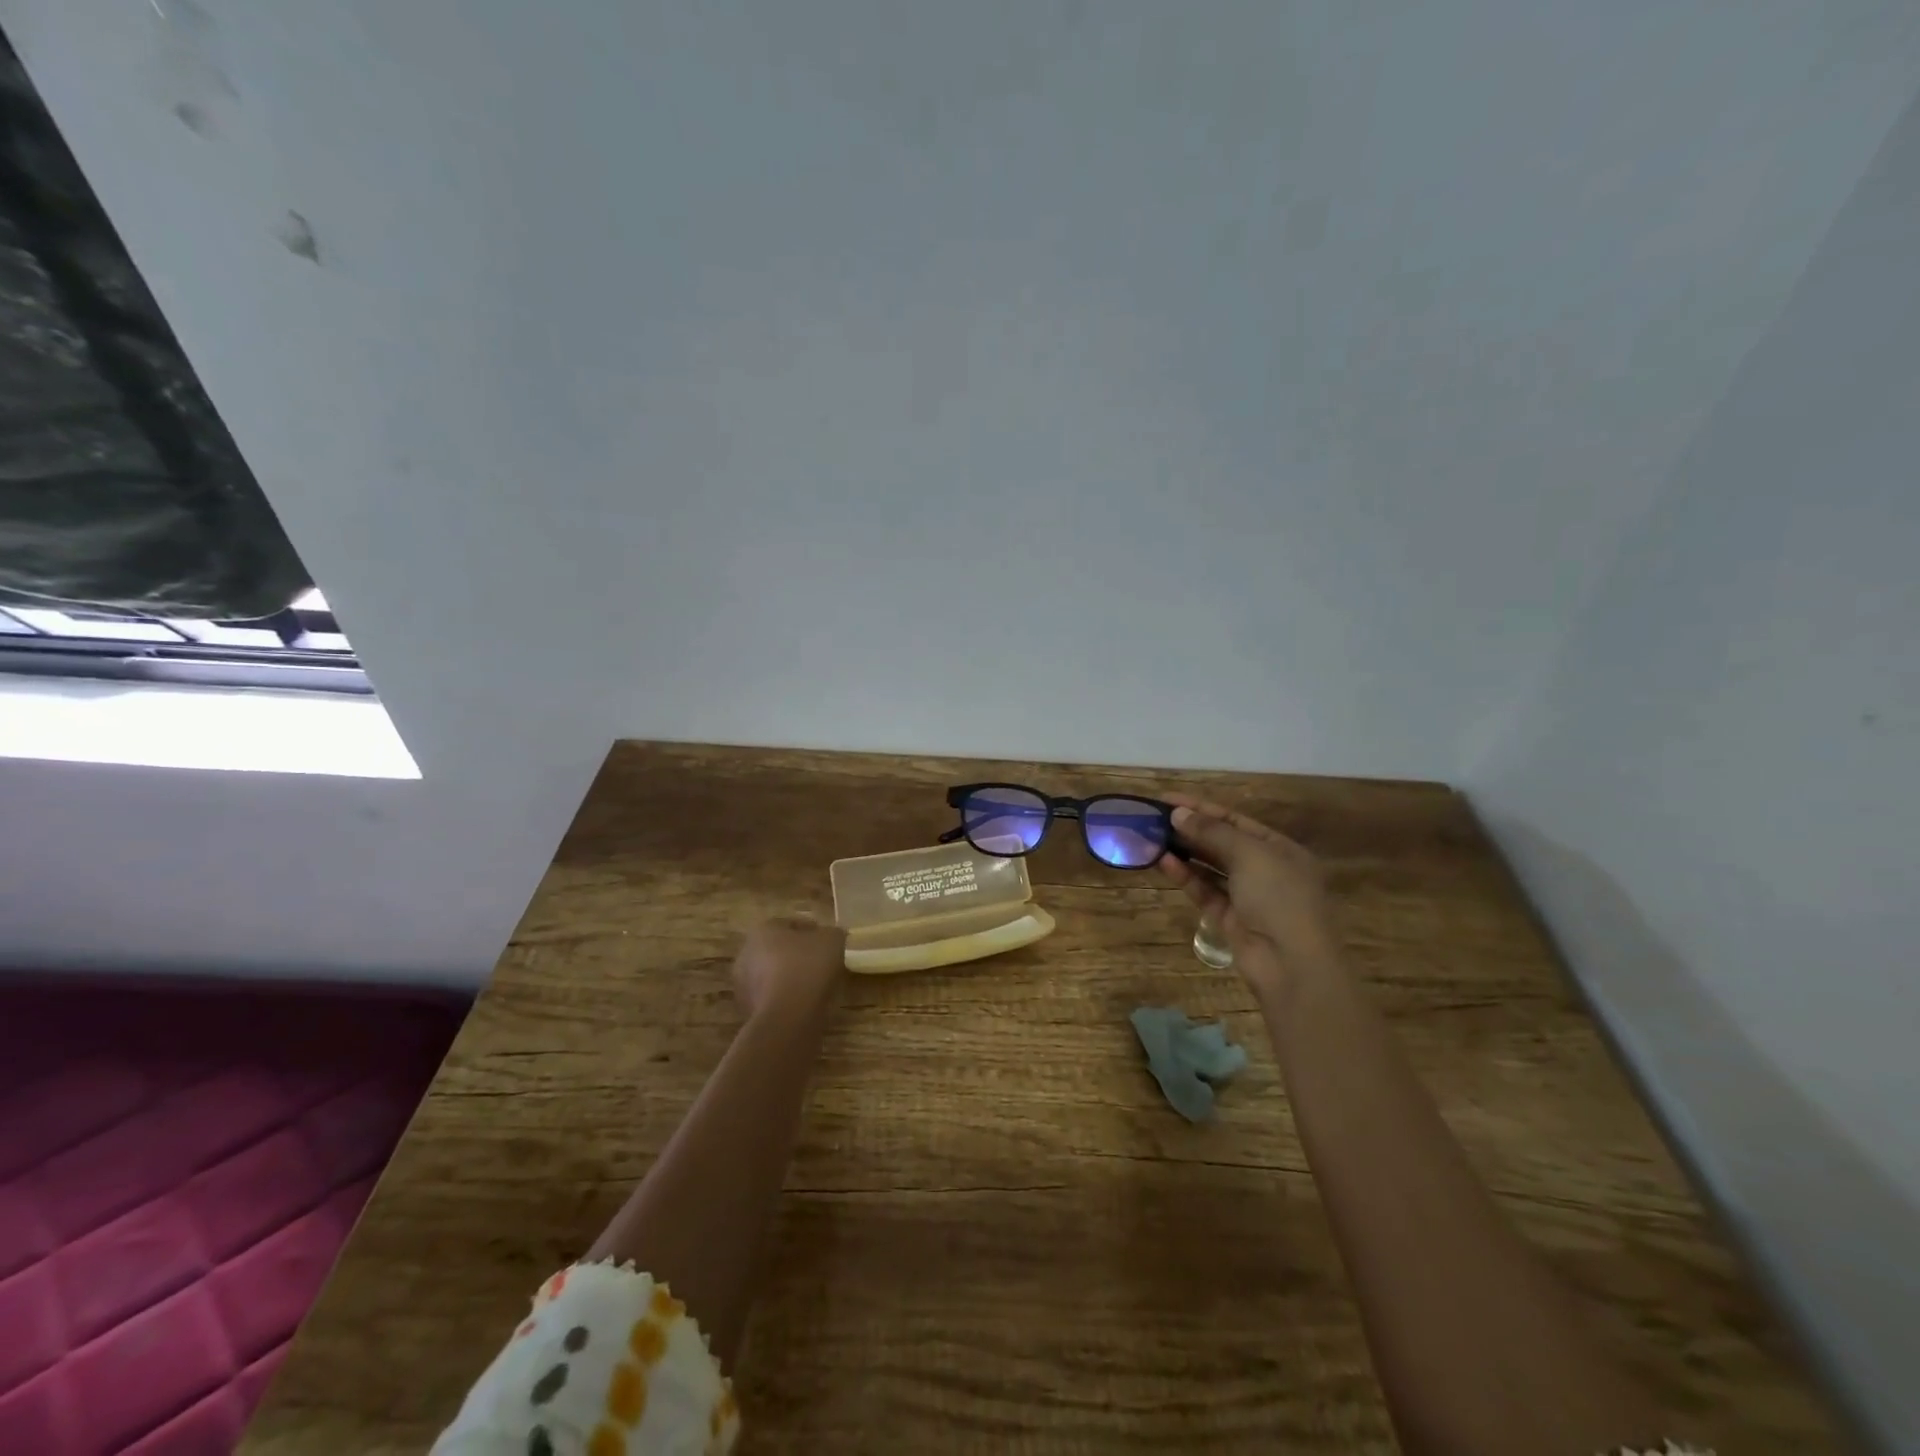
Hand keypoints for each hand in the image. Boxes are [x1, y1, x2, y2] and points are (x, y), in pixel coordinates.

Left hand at [733, 917, 847, 1022]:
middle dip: (799, 955)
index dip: (814, 931)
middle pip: (780, 950)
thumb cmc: (807, 968)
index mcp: (762, 930)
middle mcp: (746, 954)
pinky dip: (787, 999)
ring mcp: (744, 986)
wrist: (787, 1019)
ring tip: (818, 987)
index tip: (830, 943)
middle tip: (824, 964)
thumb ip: (832, 933)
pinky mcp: (749, 1012)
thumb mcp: (833, 940)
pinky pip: (774, 998)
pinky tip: (806, 1005)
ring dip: (792, 979)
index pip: (791, 924)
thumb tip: (831, 938)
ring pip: (775, 976)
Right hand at [1157, 795, 1339, 993]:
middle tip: (1153, 819)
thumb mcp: (1249, 854)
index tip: (1166, 799)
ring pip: (1210, 867)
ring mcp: (1247, 896)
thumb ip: (1212, 832)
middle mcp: (1265, 869)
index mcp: (1280, 848)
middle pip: (1221, 842)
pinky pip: (1204, 891)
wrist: (1292, 964)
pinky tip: (1163, 862)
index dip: (1201, 808)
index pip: (1234, 820)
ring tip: (1152, 838)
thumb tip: (1178, 814)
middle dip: (1189, 829)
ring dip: (1183, 852)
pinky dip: (1185, 876)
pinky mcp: (1229, 918)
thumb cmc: (1279, 897)